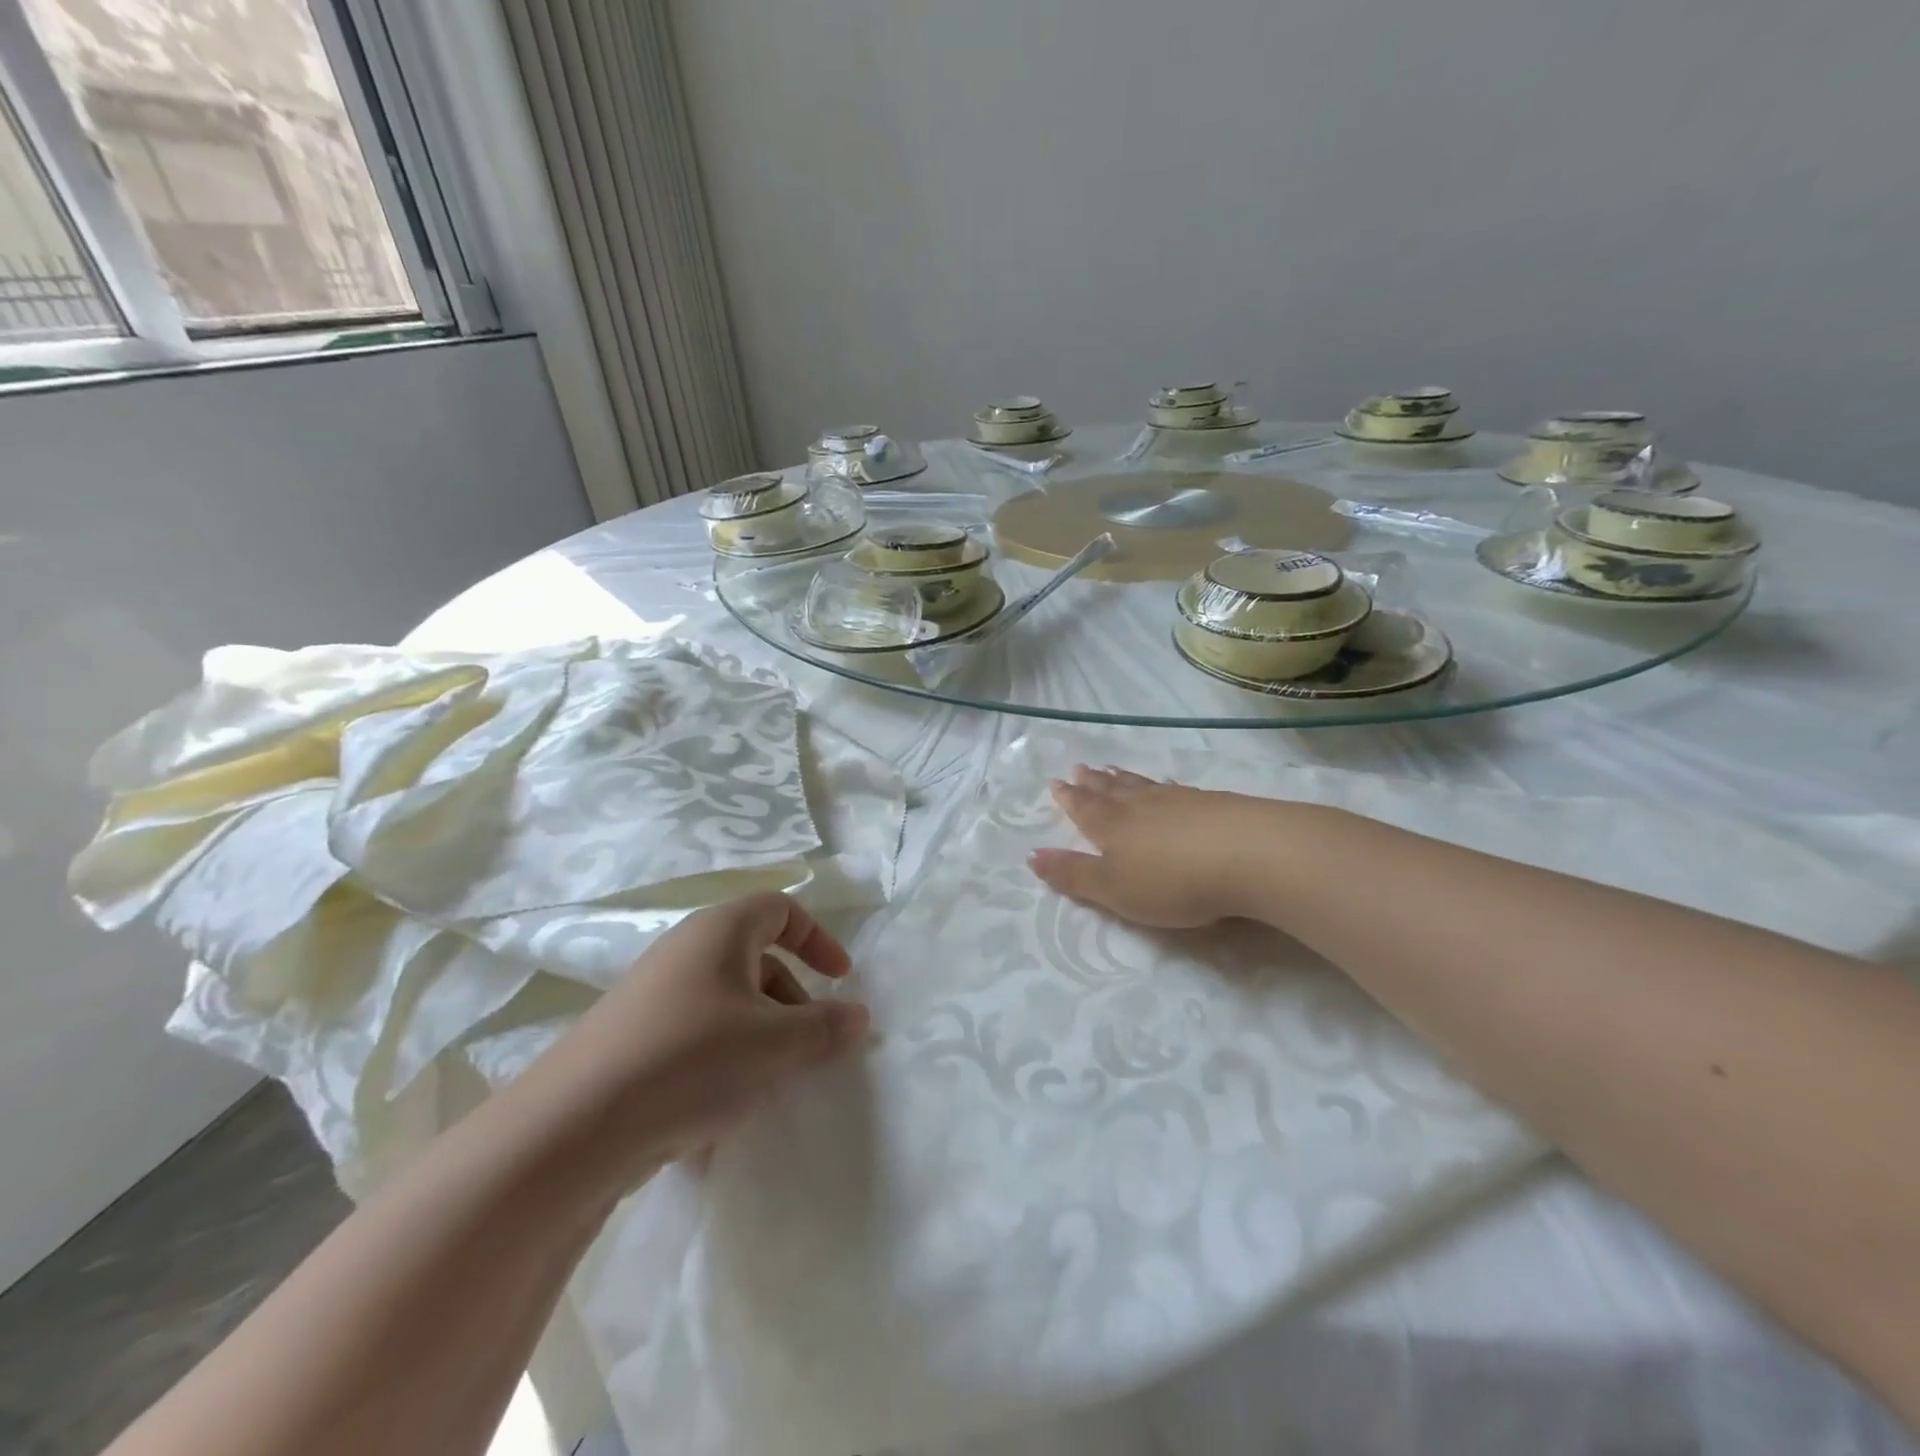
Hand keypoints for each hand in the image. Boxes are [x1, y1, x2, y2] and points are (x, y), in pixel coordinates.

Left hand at [513, 892, 869, 1189]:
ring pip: (727, 1002)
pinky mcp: (631, 1040)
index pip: (781, 909)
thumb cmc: (692, 1060)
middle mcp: (685, 951)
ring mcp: (653, 996)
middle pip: (757, 958)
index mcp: (721, 932)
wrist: (573, 1129)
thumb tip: (859, 1016)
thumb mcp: (776, 1045)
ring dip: (760, 1035)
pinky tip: (720, 1111)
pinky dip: (722, 1061)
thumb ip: (827, 1028)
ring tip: (768, 1083)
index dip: (818, 939)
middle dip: (793, 999)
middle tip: (808, 1045)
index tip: (841, 979)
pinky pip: (695, 1036)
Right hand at [1029, 765, 1290, 928]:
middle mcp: (1141, 807)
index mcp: (1112, 827)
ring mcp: (1178, 801)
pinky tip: (1168, 786)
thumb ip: (1074, 875)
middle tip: (1080, 768)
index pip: (1083, 809)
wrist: (1249, 855)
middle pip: (1111, 791)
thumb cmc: (1172, 882)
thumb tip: (1032, 855)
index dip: (1069, 799)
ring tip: (1112, 770)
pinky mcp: (1212, 804)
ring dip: (1124, 780)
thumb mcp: (1114, 890)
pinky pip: (1175, 790)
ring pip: (1142, 786)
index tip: (1057, 783)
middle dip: (1093, 783)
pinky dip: (1163, 786)